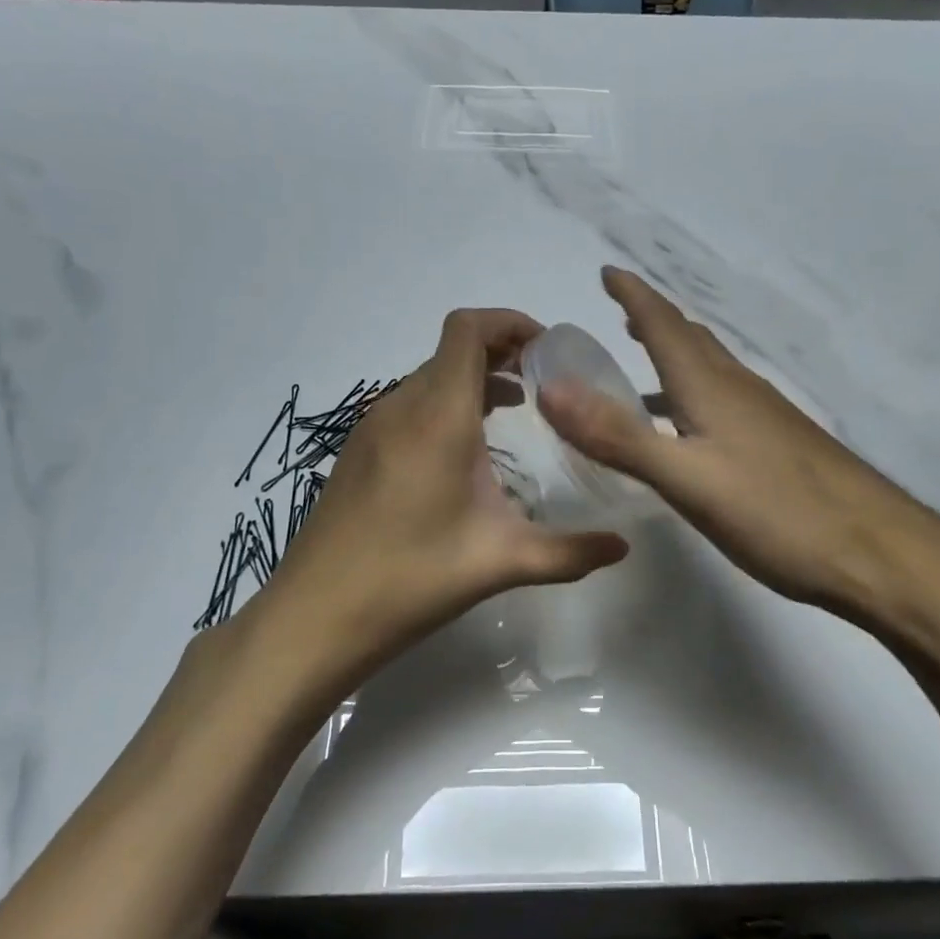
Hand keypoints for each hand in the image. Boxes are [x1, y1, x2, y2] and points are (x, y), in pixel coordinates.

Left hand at [261, 308, 629, 688]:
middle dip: (501, 352)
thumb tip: (623, 548)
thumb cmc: (411, 578)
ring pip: (430, 377)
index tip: (548, 350)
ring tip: (515, 409)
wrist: (316, 616)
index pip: (467, 330)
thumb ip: (569, 552)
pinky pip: (410, 404)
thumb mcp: (501, 562)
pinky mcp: (359, 451)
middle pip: (452, 349)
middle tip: (545, 383)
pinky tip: (465, 451)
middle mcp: (401, 407)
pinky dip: (446, 404)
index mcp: (438, 416)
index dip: (509, 323)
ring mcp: (373, 427)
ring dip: (473, 379)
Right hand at [537, 268, 939, 653]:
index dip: (634, 295)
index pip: (664, 325)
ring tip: (643, 361)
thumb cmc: (778, 513)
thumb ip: (618, 436)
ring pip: (710, 371)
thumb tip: (550, 387)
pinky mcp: (780, 446)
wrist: (880, 553)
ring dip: (674, 356)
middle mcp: (739, 390)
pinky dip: (693, 395)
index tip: (607, 271)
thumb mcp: (687, 479)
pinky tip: (690, 428)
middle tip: (621, 311)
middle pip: (691, 340)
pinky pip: (725, 402)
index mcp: (711, 388)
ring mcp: (766, 418)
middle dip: (653, 319)